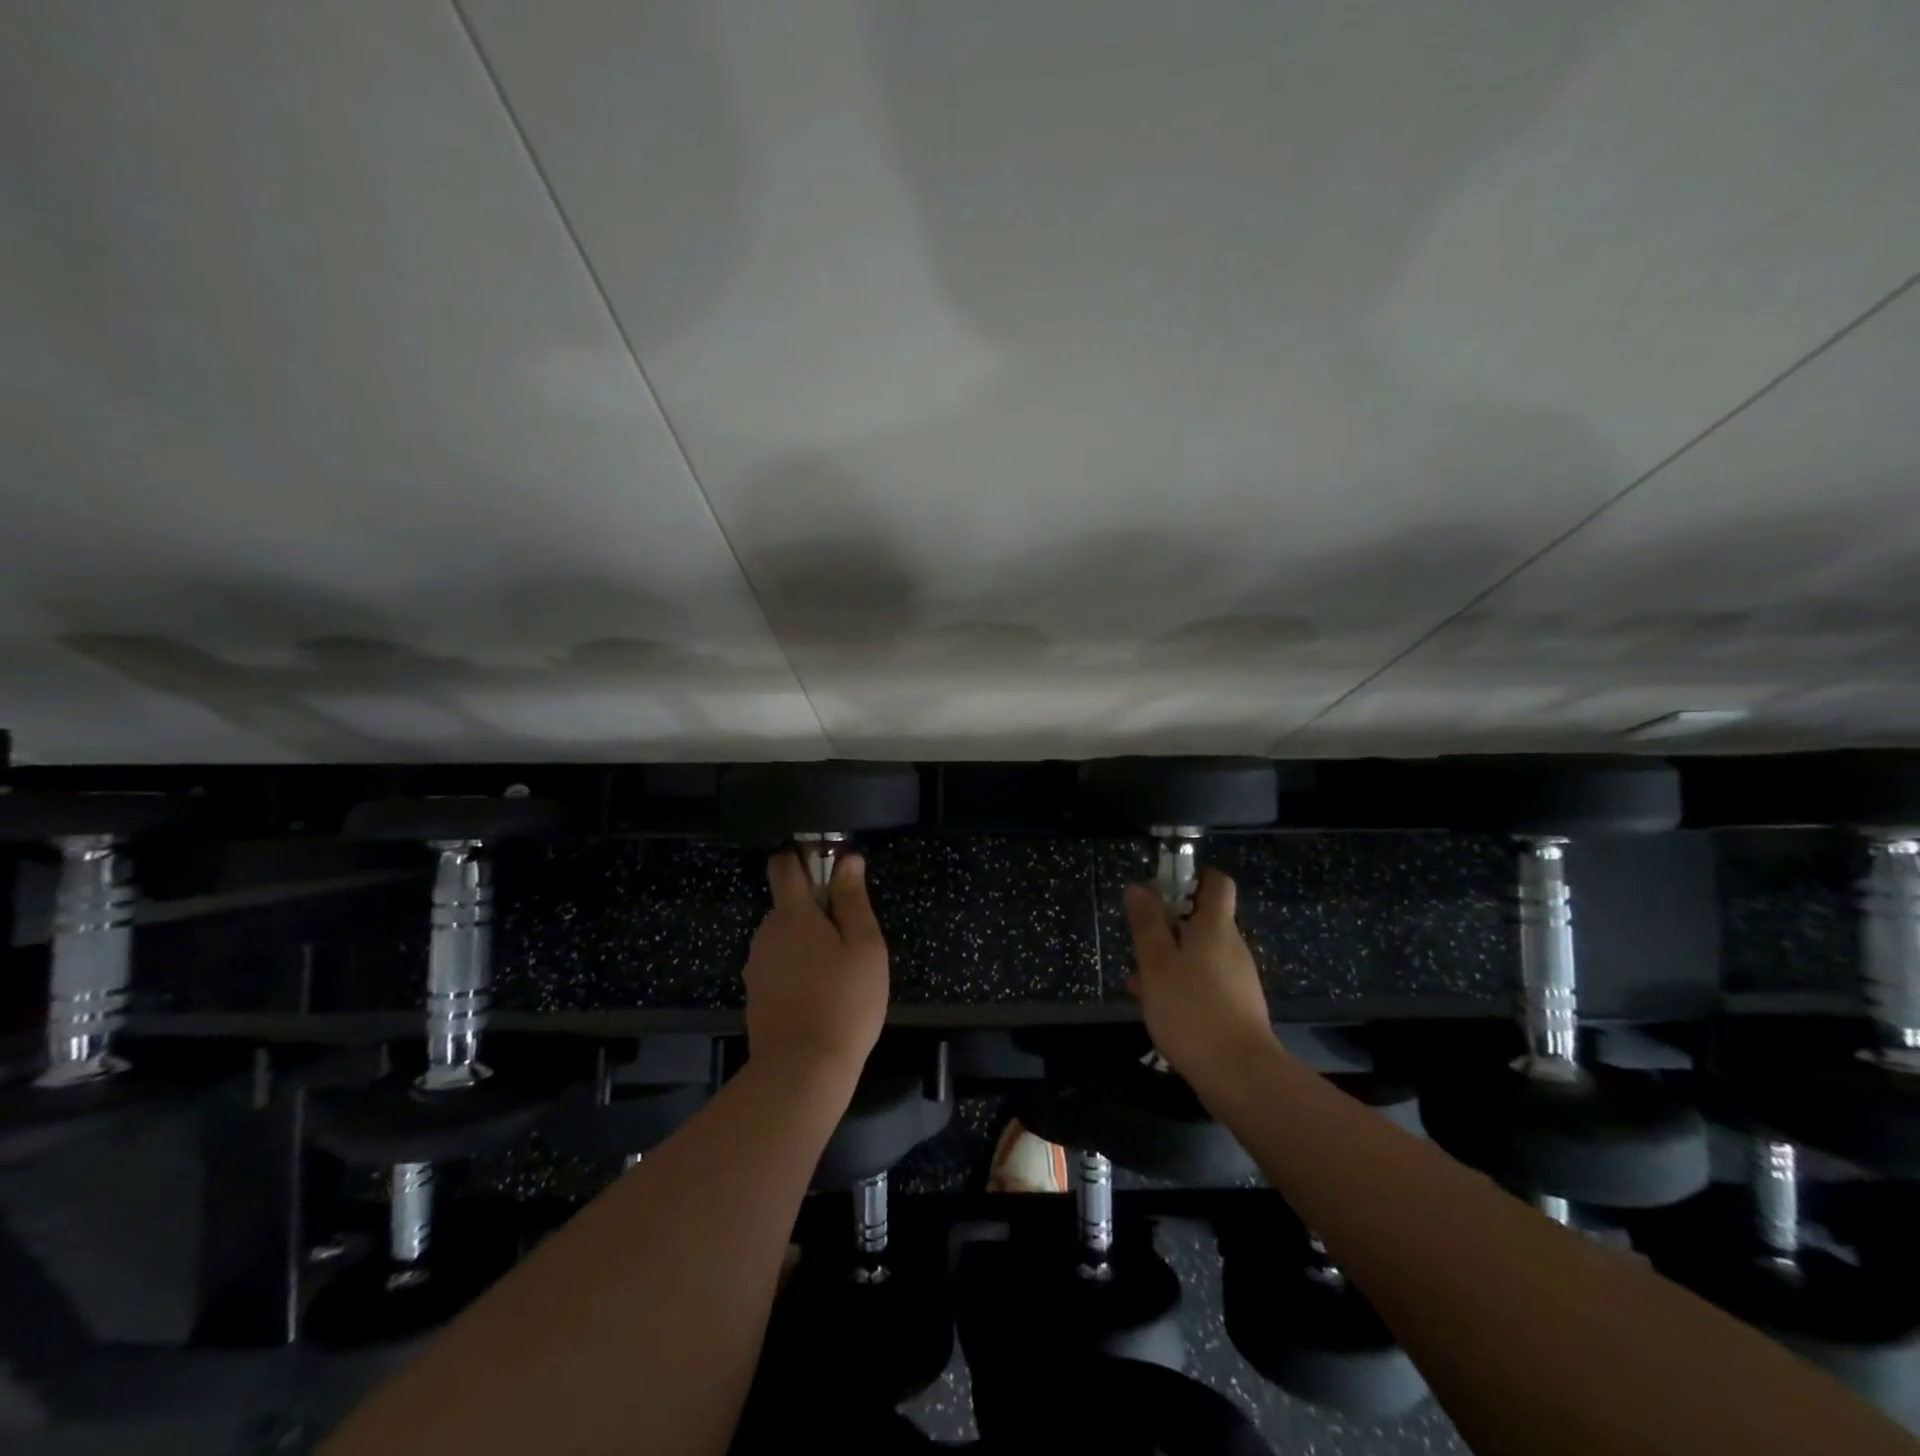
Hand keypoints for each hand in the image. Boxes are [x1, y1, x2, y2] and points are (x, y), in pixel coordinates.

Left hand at [743, 851, 889, 1084]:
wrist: (801, 1071)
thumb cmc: (843, 1001)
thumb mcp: (864, 946)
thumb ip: (853, 900)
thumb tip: (847, 860)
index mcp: (792, 914)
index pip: (784, 866)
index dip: (803, 857)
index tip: (829, 866)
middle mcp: (766, 933)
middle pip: (789, 905)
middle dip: (818, 911)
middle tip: (853, 939)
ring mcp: (757, 966)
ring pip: (786, 938)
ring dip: (810, 944)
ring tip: (842, 973)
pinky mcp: (757, 994)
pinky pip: (780, 966)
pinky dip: (800, 970)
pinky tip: (822, 996)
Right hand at [1124, 869, 1273, 1082]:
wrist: (1239, 1075)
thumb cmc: (1191, 1009)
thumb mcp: (1156, 963)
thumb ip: (1147, 924)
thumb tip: (1139, 887)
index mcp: (1215, 927)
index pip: (1217, 883)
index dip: (1193, 877)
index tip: (1164, 887)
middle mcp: (1232, 947)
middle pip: (1203, 921)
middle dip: (1168, 927)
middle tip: (1138, 944)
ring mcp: (1238, 979)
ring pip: (1199, 955)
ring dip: (1170, 961)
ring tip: (1137, 985)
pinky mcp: (1238, 1008)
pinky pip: (1205, 982)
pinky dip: (1182, 986)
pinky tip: (1158, 1009)